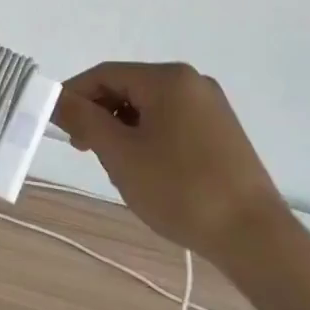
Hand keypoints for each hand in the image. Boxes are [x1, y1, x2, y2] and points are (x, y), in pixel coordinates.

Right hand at [52, 62, 284, 260]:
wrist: (253, 236)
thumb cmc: (180, 189)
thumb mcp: (121, 154)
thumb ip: (84, 119)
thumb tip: (56, 97)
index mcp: (168, 79)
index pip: (105, 74)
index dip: (75, 95)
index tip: (56, 125)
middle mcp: (192, 82)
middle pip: (128, 87)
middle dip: (100, 116)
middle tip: (84, 150)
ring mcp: (211, 106)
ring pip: (148, 108)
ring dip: (123, 130)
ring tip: (119, 169)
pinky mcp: (221, 131)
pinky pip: (171, 122)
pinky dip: (148, 138)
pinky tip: (147, 171)